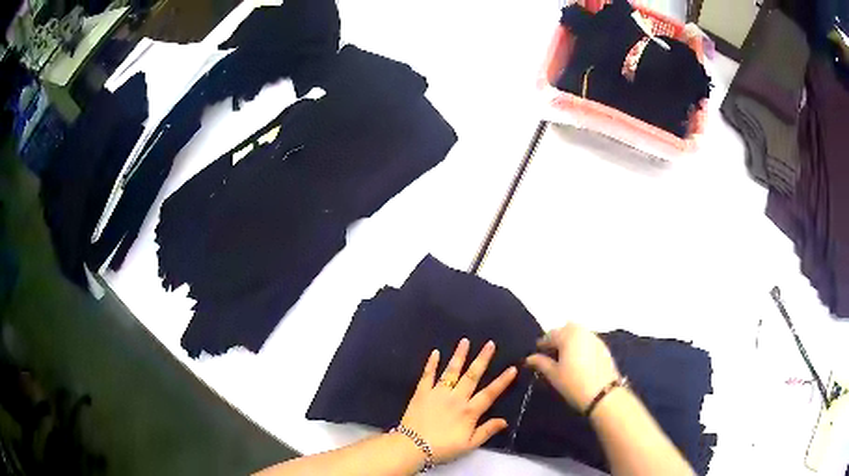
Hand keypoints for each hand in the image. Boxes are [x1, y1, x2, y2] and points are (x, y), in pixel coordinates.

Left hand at [400, 339, 517, 463]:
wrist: (412, 447)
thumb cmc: (443, 448)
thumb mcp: (469, 445)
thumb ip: (487, 431)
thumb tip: (505, 420)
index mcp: (469, 411)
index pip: (489, 393)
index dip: (502, 381)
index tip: (512, 368)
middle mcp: (456, 398)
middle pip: (472, 376)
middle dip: (482, 359)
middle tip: (490, 344)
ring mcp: (438, 393)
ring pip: (451, 371)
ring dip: (459, 356)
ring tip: (465, 341)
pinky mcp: (421, 393)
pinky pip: (427, 376)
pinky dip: (431, 364)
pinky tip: (435, 353)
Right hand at [526, 323, 619, 412]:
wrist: (603, 393)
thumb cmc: (574, 383)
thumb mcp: (554, 374)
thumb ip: (541, 363)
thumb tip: (529, 358)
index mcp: (568, 335)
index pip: (550, 334)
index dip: (542, 343)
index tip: (537, 352)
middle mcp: (582, 331)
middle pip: (566, 329)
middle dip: (558, 337)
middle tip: (551, 353)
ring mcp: (594, 338)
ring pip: (578, 333)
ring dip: (570, 340)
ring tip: (565, 356)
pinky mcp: (603, 346)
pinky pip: (587, 339)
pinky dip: (580, 344)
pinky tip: (578, 358)